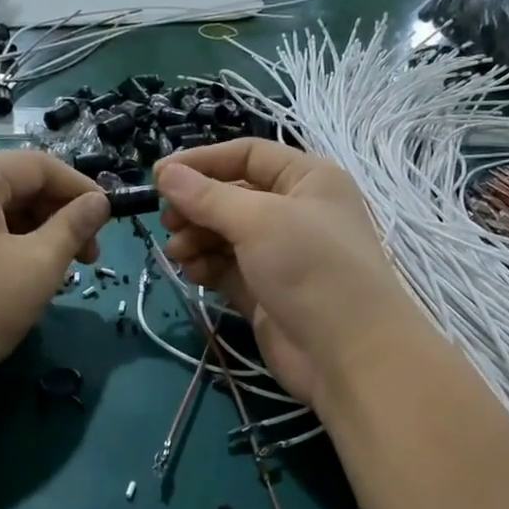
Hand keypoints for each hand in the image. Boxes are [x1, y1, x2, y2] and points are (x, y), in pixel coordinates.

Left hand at [0, 150, 108, 415]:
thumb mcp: (37, 266)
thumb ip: (73, 227)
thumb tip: (100, 202)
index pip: (39, 165)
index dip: (81, 189)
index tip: (110, 222)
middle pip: (18, 185)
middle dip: (59, 216)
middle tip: (88, 258)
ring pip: (1, 212)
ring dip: (38, 235)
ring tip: (60, 274)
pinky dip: (11, 247)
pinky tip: (26, 278)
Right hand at [154, 140, 434, 410]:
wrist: (349, 353)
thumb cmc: (310, 268)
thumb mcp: (258, 221)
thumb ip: (207, 197)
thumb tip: (165, 173)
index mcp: (307, 179)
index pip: (247, 155)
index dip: (202, 161)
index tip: (159, 177)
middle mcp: (295, 211)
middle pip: (232, 196)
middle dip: (196, 206)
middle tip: (167, 222)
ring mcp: (280, 254)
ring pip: (225, 234)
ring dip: (196, 238)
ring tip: (177, 252)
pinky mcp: (265, 291)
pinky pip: (227, 268)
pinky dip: (206, 266)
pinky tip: (191, 271)